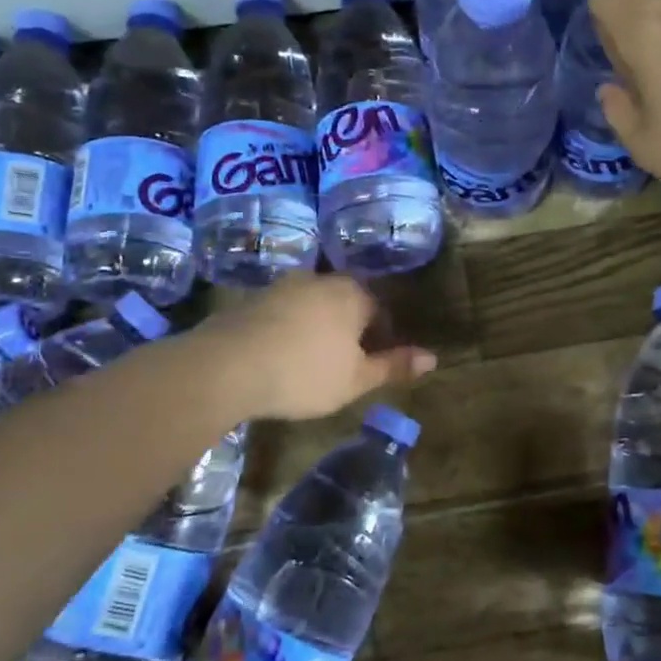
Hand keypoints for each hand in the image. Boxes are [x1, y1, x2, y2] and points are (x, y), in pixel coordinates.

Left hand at [198, 274, 435, 421]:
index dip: (383, 339)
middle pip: (347, 303)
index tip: (374, 366)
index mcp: (353, 294)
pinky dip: (289, 330)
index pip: (381, 311)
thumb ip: (394, 366)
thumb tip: (434, 357)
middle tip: (345, 365)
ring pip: (314, 306)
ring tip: (311, 362)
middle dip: (351, 330)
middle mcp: (320, 280)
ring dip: (319, 328)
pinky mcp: (252, 299)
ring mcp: (283, 286)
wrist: (227, 366)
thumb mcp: (356, 380)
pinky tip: (280, 357)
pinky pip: (284, 312)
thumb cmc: (304, 374)